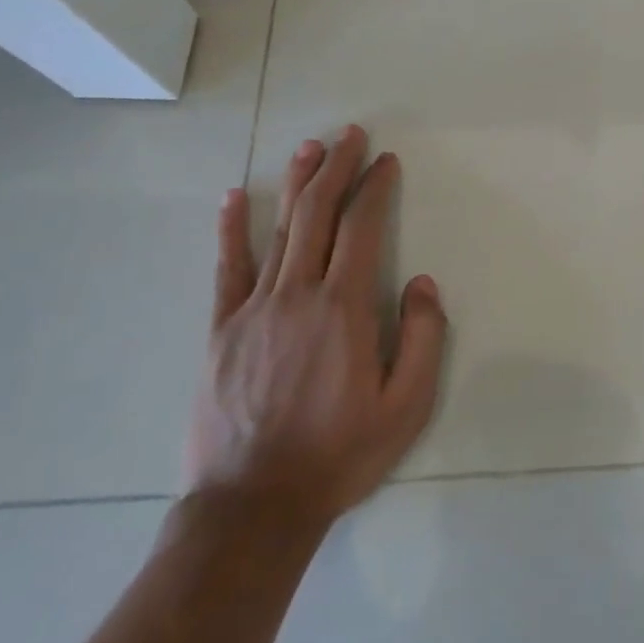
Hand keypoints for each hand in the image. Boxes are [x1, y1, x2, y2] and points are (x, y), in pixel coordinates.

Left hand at [184, 127, 447, 542]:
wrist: (252, 508)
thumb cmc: (339, 454)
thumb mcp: (406, 406)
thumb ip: (422, 337)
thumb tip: (421, 282)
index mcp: (344, 309)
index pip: (362, 228)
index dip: (375, 188)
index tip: (386, 161)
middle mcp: (297, 295)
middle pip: (319, 214)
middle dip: (337, 168)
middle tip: (351, 135)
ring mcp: (253, 309)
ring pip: (279, 230)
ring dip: (296, 183)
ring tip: (309, 148)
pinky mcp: (221, 330)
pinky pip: (227, 268)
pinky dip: (232, 229)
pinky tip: (235, 197)